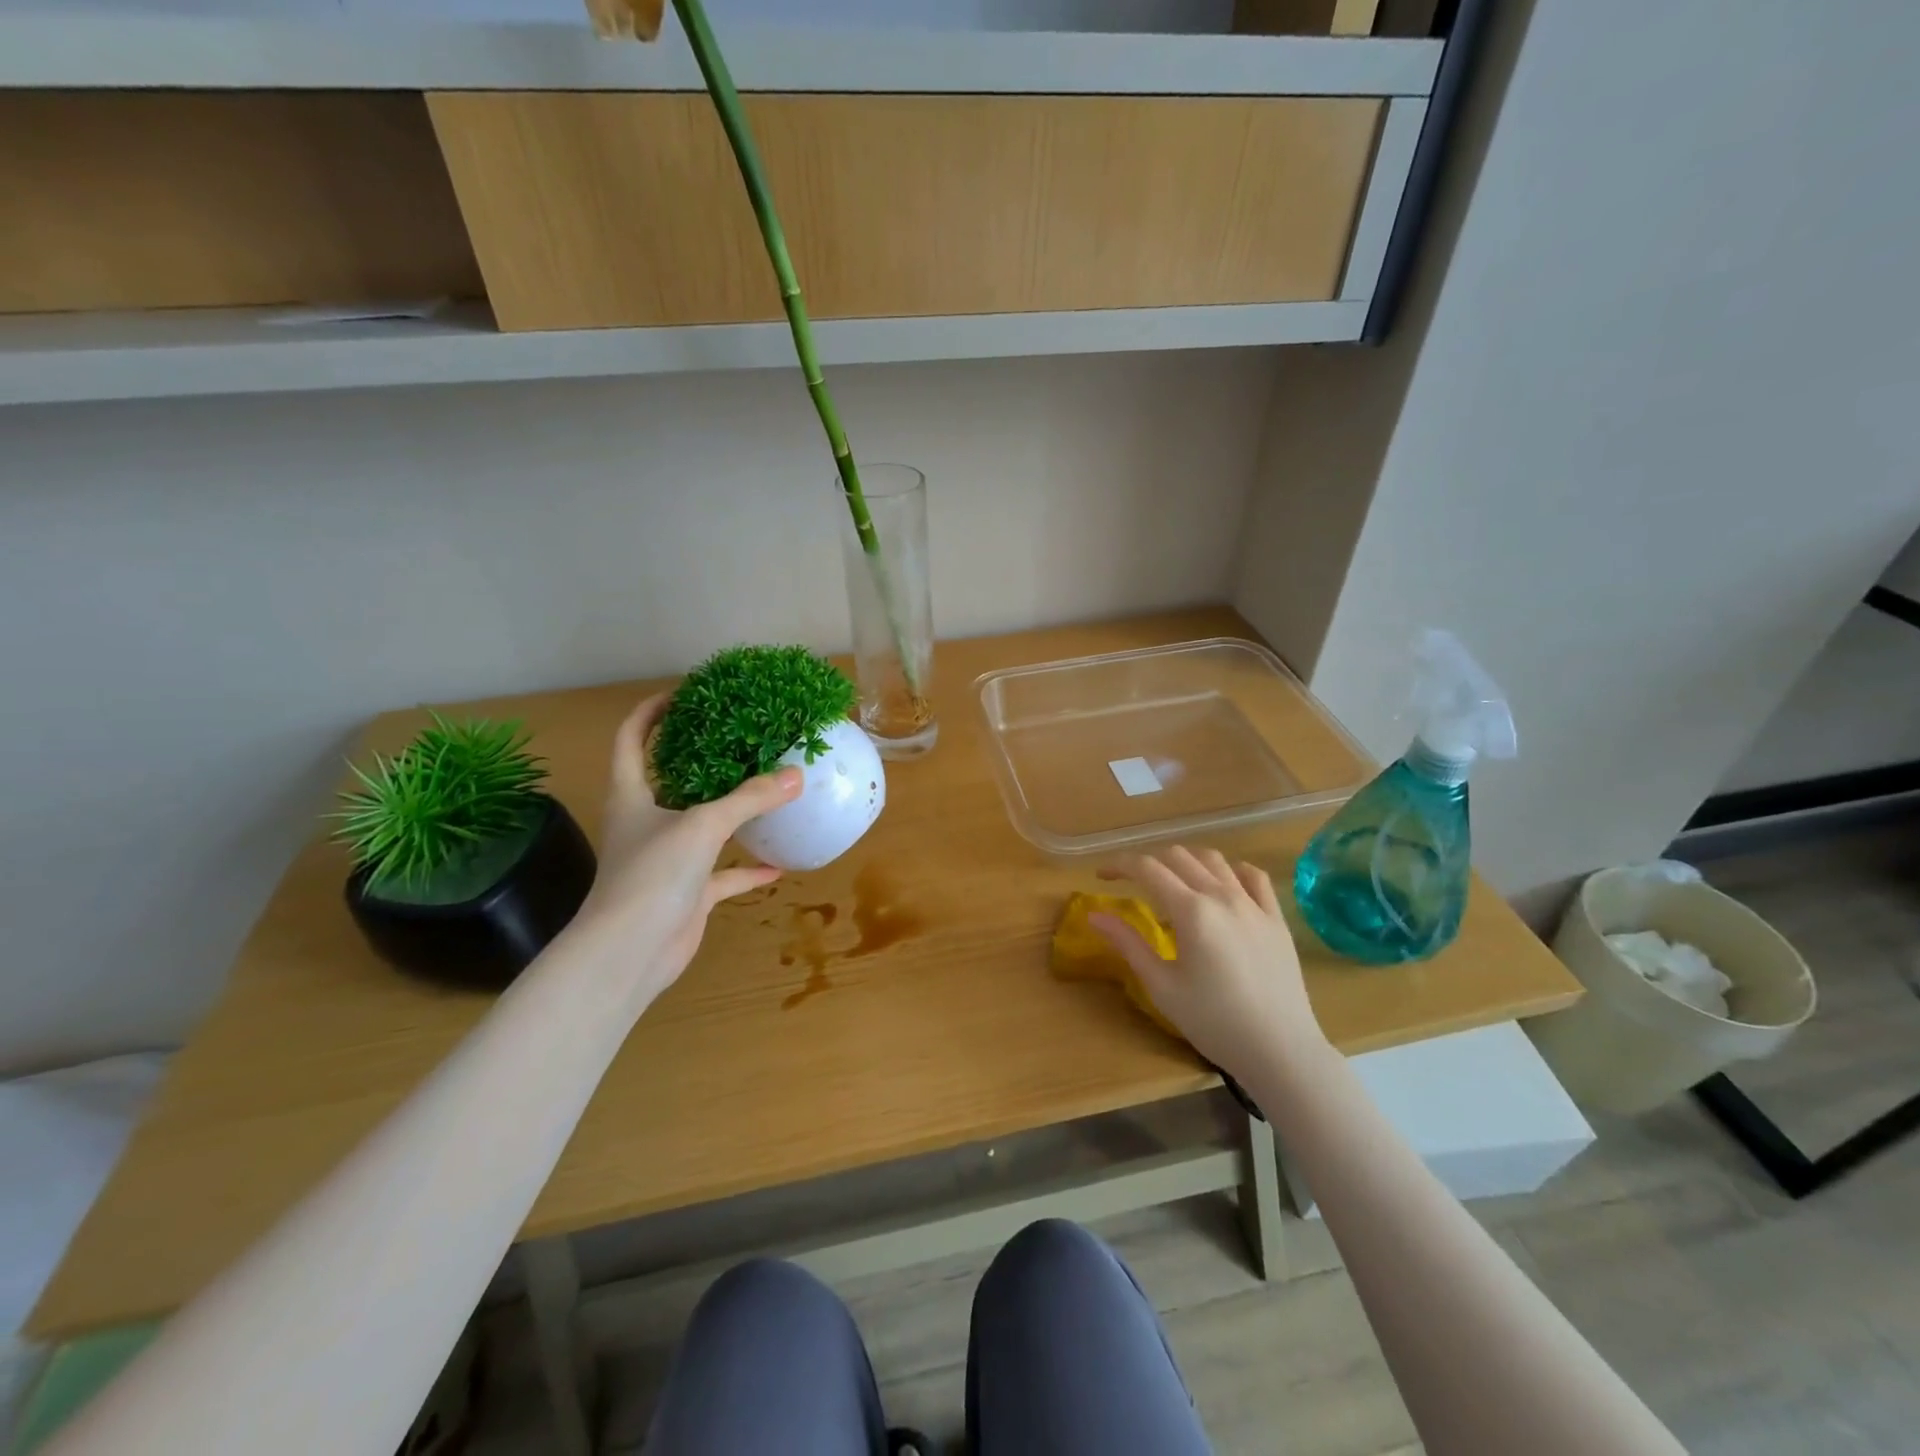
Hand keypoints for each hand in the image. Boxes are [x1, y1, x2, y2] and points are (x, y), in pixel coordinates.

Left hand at [569, 693, 802, 991]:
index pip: (631, 739)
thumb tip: (797, 775)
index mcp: (632, 796)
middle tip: (737, 734)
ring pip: (701, 825)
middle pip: (669, 778)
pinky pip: (723, 873)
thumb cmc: (652, 875)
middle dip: (698, 756)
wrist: (629, 953)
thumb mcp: (703, 825)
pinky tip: (778, 864)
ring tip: (765, 788)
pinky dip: (748, 868)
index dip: (650, 712)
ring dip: (729, 811)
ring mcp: (666, 860)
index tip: (683, 693)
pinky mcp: (687, 892)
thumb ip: (750, 799)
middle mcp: (645, 822)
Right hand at [1090, 846, 1328, 1085]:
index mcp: (1191, 911)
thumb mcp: (1161, 986)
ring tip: (1173, 880)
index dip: (1120, 865)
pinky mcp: (1276, 918)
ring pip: (1214, 860)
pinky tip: (1222, 884)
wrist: (1280, 1050)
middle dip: (1149, 862)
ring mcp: (1253, 904)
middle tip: (1132, 882)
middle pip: (1178, 857)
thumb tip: (1095, 916)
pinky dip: (1231, 870)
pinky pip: (1254, 876)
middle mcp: (1222, 896)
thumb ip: (1128, 944)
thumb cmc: (1213, 1022)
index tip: (1102, 875)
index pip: (1147, 869)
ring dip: (1186, 861)